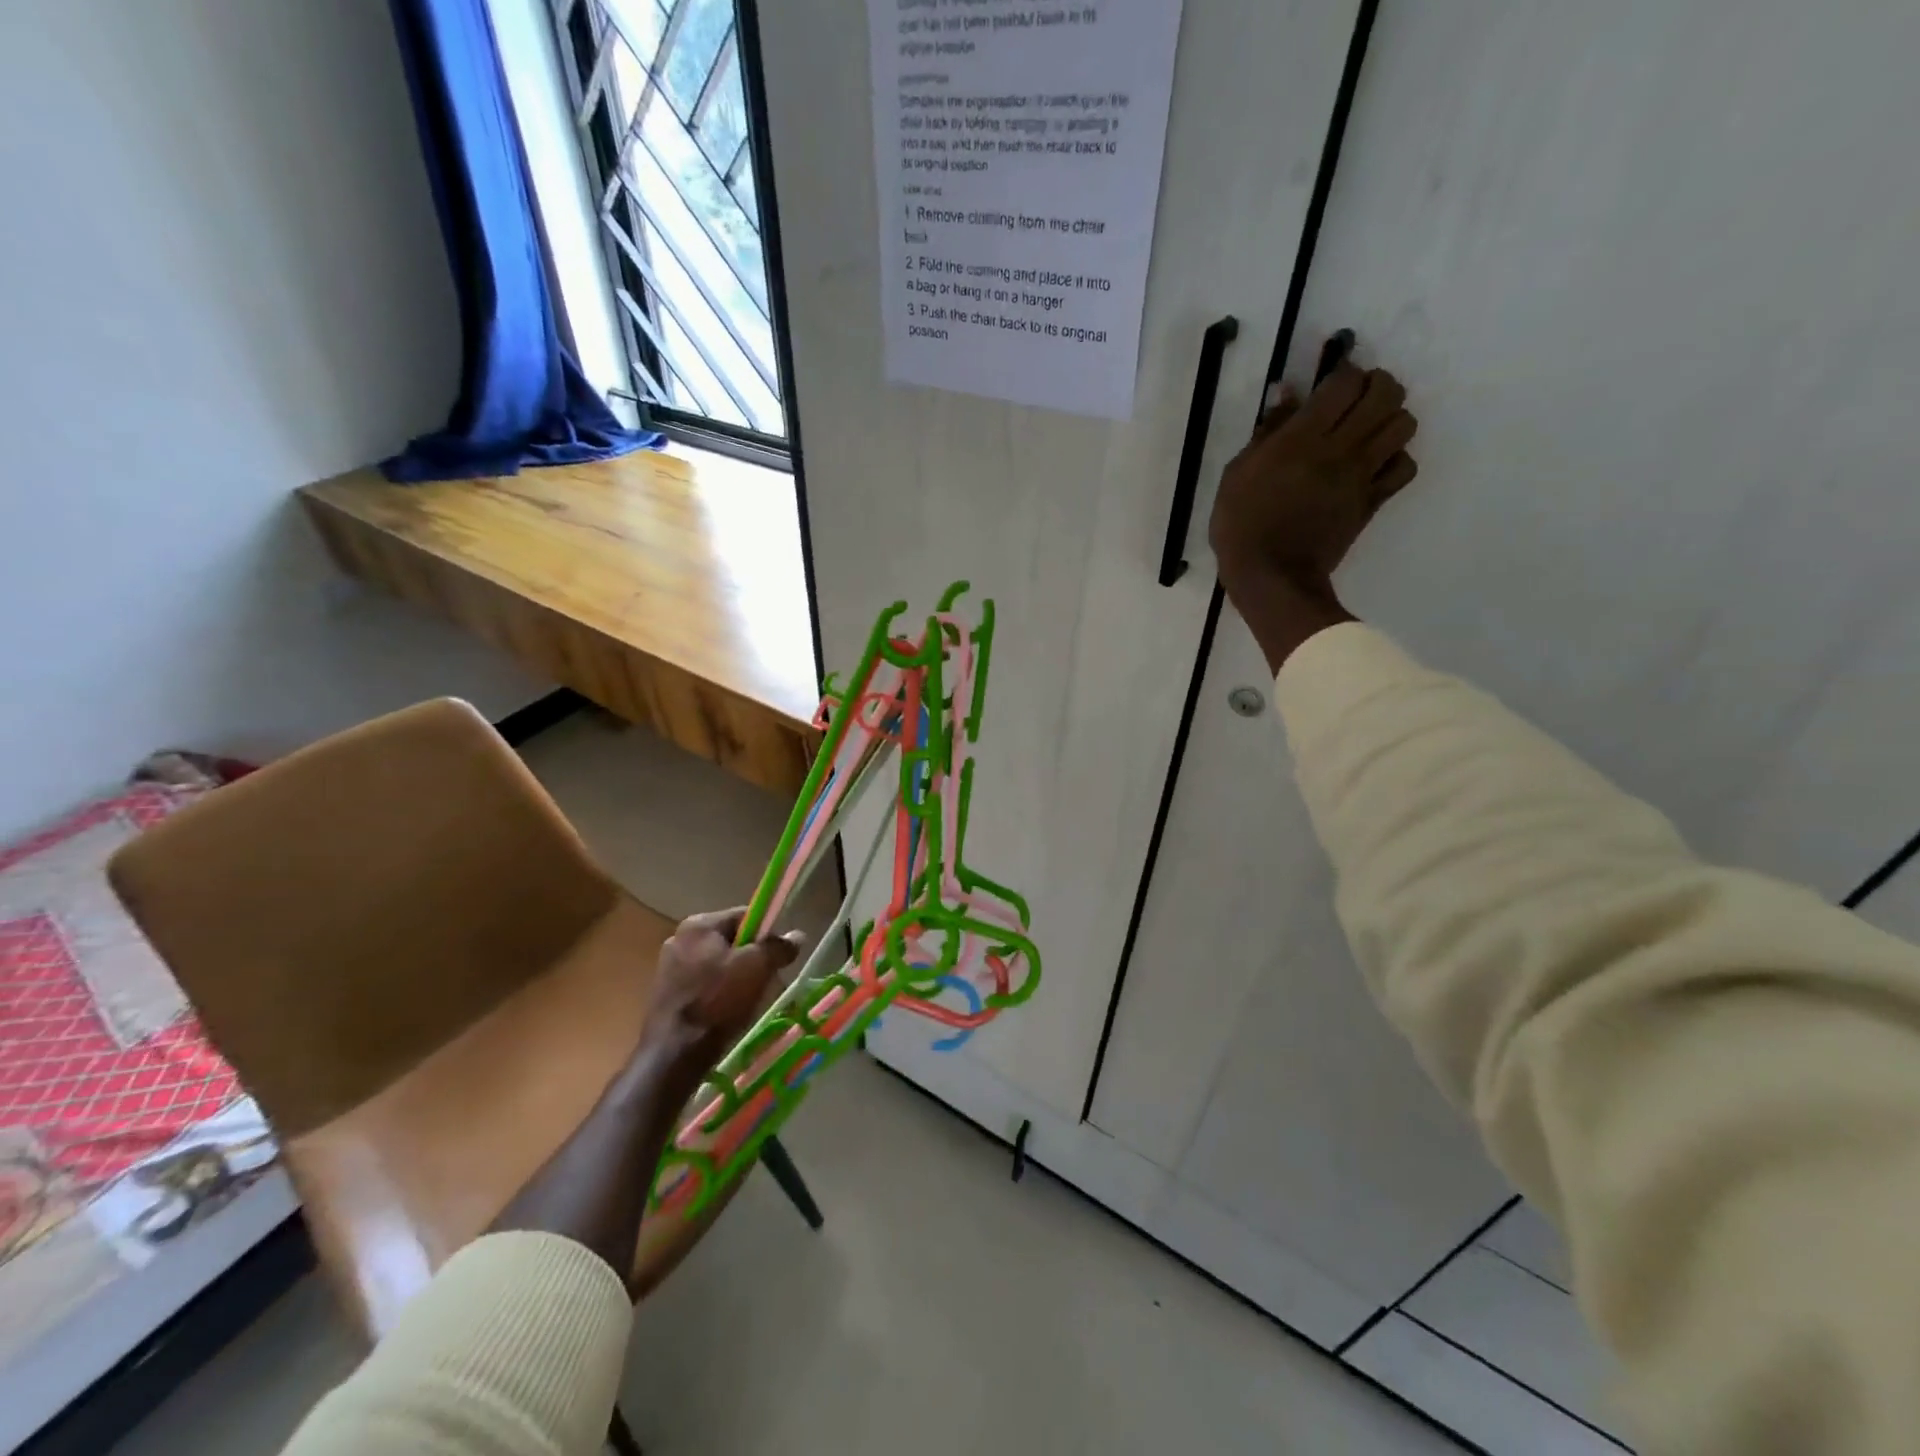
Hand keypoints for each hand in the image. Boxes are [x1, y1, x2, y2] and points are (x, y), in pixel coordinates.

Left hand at [641, 908, 802, 1085]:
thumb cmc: (718, 1001)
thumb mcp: (758, 968)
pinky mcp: (665, 995)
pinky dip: (718, 995)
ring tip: (748, 1002)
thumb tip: (797, 935)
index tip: (778, 957)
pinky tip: (726, 1014)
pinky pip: (703, 985)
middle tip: (766, 981)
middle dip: (751, 959)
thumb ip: (779, 947)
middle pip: (730, 941)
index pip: (745, 916)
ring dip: (736, 979)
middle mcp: (679, 939)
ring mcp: (668, 967)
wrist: (674, 1054)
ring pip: (717, 965)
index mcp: (699, 924)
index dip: (767, 934)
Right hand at [1208, 355, 1420, 672]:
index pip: (1345, 382)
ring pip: (1404, 425)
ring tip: (1368, 430)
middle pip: (1386, 394)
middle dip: (1377, 386)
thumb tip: (1288, 393)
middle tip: (1357, 400)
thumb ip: (1267, 431)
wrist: (1270, 576)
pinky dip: (1396, 459)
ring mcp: (1361, 476)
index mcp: (1302, 438)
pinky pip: (1404, 468)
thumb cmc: (1242, 524)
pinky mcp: (1372, 501)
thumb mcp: (1238, 473)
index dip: (1343, 372)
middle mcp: (1340, 449)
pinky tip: (1375, 465)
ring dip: (1390, 419)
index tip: (1329, 383)